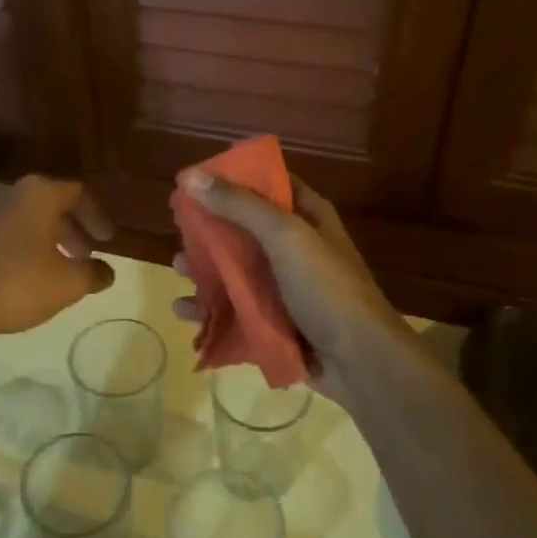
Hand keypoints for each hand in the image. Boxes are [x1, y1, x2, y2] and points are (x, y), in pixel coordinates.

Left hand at [0, 176, 115, 337]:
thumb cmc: (14, 284)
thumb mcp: (66, 284)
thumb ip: (93, 274)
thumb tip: (106, 272)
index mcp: (38, 193)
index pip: (78, 194)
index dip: (97, 217)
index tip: (107, 241)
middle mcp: (9, 190)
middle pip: (51, 204)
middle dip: (73, 231)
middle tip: (85, 256)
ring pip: (26, 217)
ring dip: (48, 238)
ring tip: (58, 268)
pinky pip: (5, 229)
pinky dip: (23, 244)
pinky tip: (26, 273)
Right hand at [172, 170, 412, 403]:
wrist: (360, 362)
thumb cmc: (325, 288)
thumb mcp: (284, 236)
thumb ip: (239, 205)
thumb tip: (190, 176)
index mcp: (307, 217)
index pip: (268, 183)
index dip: (233, 178)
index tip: (194, 181)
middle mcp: (295, 247)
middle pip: (244, 228)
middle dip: (209, 228)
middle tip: (178, 229)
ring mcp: (283, 287)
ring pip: (235, 271)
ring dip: (204, 269)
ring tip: (176, 270)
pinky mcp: (273, 322)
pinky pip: (235, 309)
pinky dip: (210, 309)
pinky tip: (184, 311)